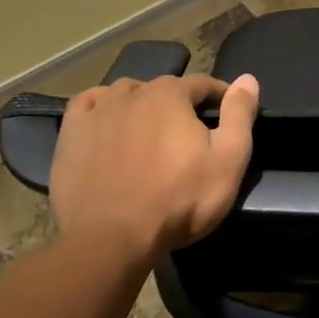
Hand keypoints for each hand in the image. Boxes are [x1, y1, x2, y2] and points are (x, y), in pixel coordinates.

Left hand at [49, 73, 259, 263]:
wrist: (111, 239)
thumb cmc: (178, 200)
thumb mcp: (228, 161)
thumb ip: (239, 115)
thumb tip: (247, 78)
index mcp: (171, 95)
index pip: (203, 84)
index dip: (219, 96)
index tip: (227, 112)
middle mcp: (132, 92)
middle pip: (163, 88)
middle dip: (180, 103)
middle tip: (188, 132)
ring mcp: (97, 111)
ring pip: (125, 93)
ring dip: (141, 103)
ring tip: (149, 129)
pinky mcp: (71, 134)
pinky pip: (87, 104)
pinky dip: (101, 106)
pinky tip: (107, 120)